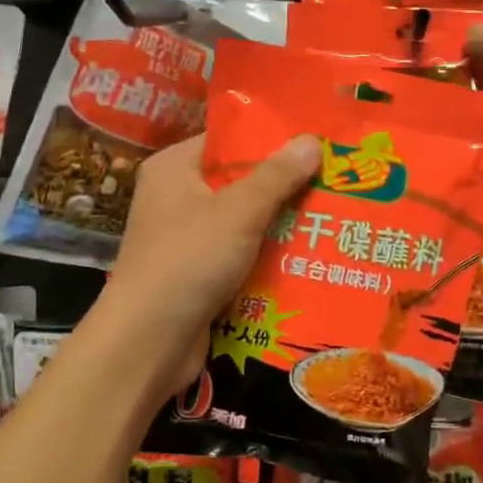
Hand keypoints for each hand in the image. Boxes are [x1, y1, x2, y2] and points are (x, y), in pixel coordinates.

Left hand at [95, 133, 321, 398]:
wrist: (146, 344)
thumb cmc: (188, 261)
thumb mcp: (238, 211)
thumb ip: (277, 176)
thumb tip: (312, 140)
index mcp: (175, 168)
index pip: (228, 140)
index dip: (271, 138)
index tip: (317, 141)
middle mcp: (176, 197)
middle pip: (240, 181)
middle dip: (285, 185)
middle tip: (336, 179)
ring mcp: (185, 239)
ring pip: (244, 221)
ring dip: (281, 224)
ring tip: (334, 215)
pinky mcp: (197, 274)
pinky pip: (240, 254)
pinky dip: (268, 256)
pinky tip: (310, 255)